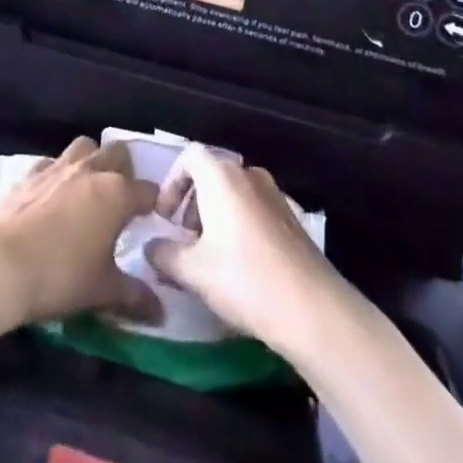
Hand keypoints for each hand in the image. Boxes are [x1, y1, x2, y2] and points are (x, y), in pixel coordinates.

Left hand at [0, 137, 159, 327]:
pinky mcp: (30, 173)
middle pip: (118, 153)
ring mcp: (59, 166)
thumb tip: (161, 312)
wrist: (0, 265)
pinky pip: (52, 162)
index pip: (147, 191)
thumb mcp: (102, 291)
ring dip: (92, 161)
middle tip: (121, 200)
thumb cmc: (60, 276)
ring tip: (90, 189)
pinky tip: (54, 195)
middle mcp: (91, 170)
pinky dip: (58, 173)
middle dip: (125, 171)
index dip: (154, 204)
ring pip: (85, 147)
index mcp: (116, 193)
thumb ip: (135, 296)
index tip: (154, 220)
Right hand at [143, 145, 344, 349]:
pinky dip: (240, 225)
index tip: (166, 217)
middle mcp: (248, 174)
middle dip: (192, 202)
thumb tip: (150, 247)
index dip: (172, 182)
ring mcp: (274, 193)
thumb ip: (165, 254)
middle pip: (212, 173)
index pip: (189, 156)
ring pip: (234, 193)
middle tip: (184, 240)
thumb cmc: (244, 279)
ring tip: (210, 256)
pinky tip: (241, 265)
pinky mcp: (292, 217)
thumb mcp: (193, 271)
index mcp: (222, 176)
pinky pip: (255, 209)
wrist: (311, 307)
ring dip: (216, 215)